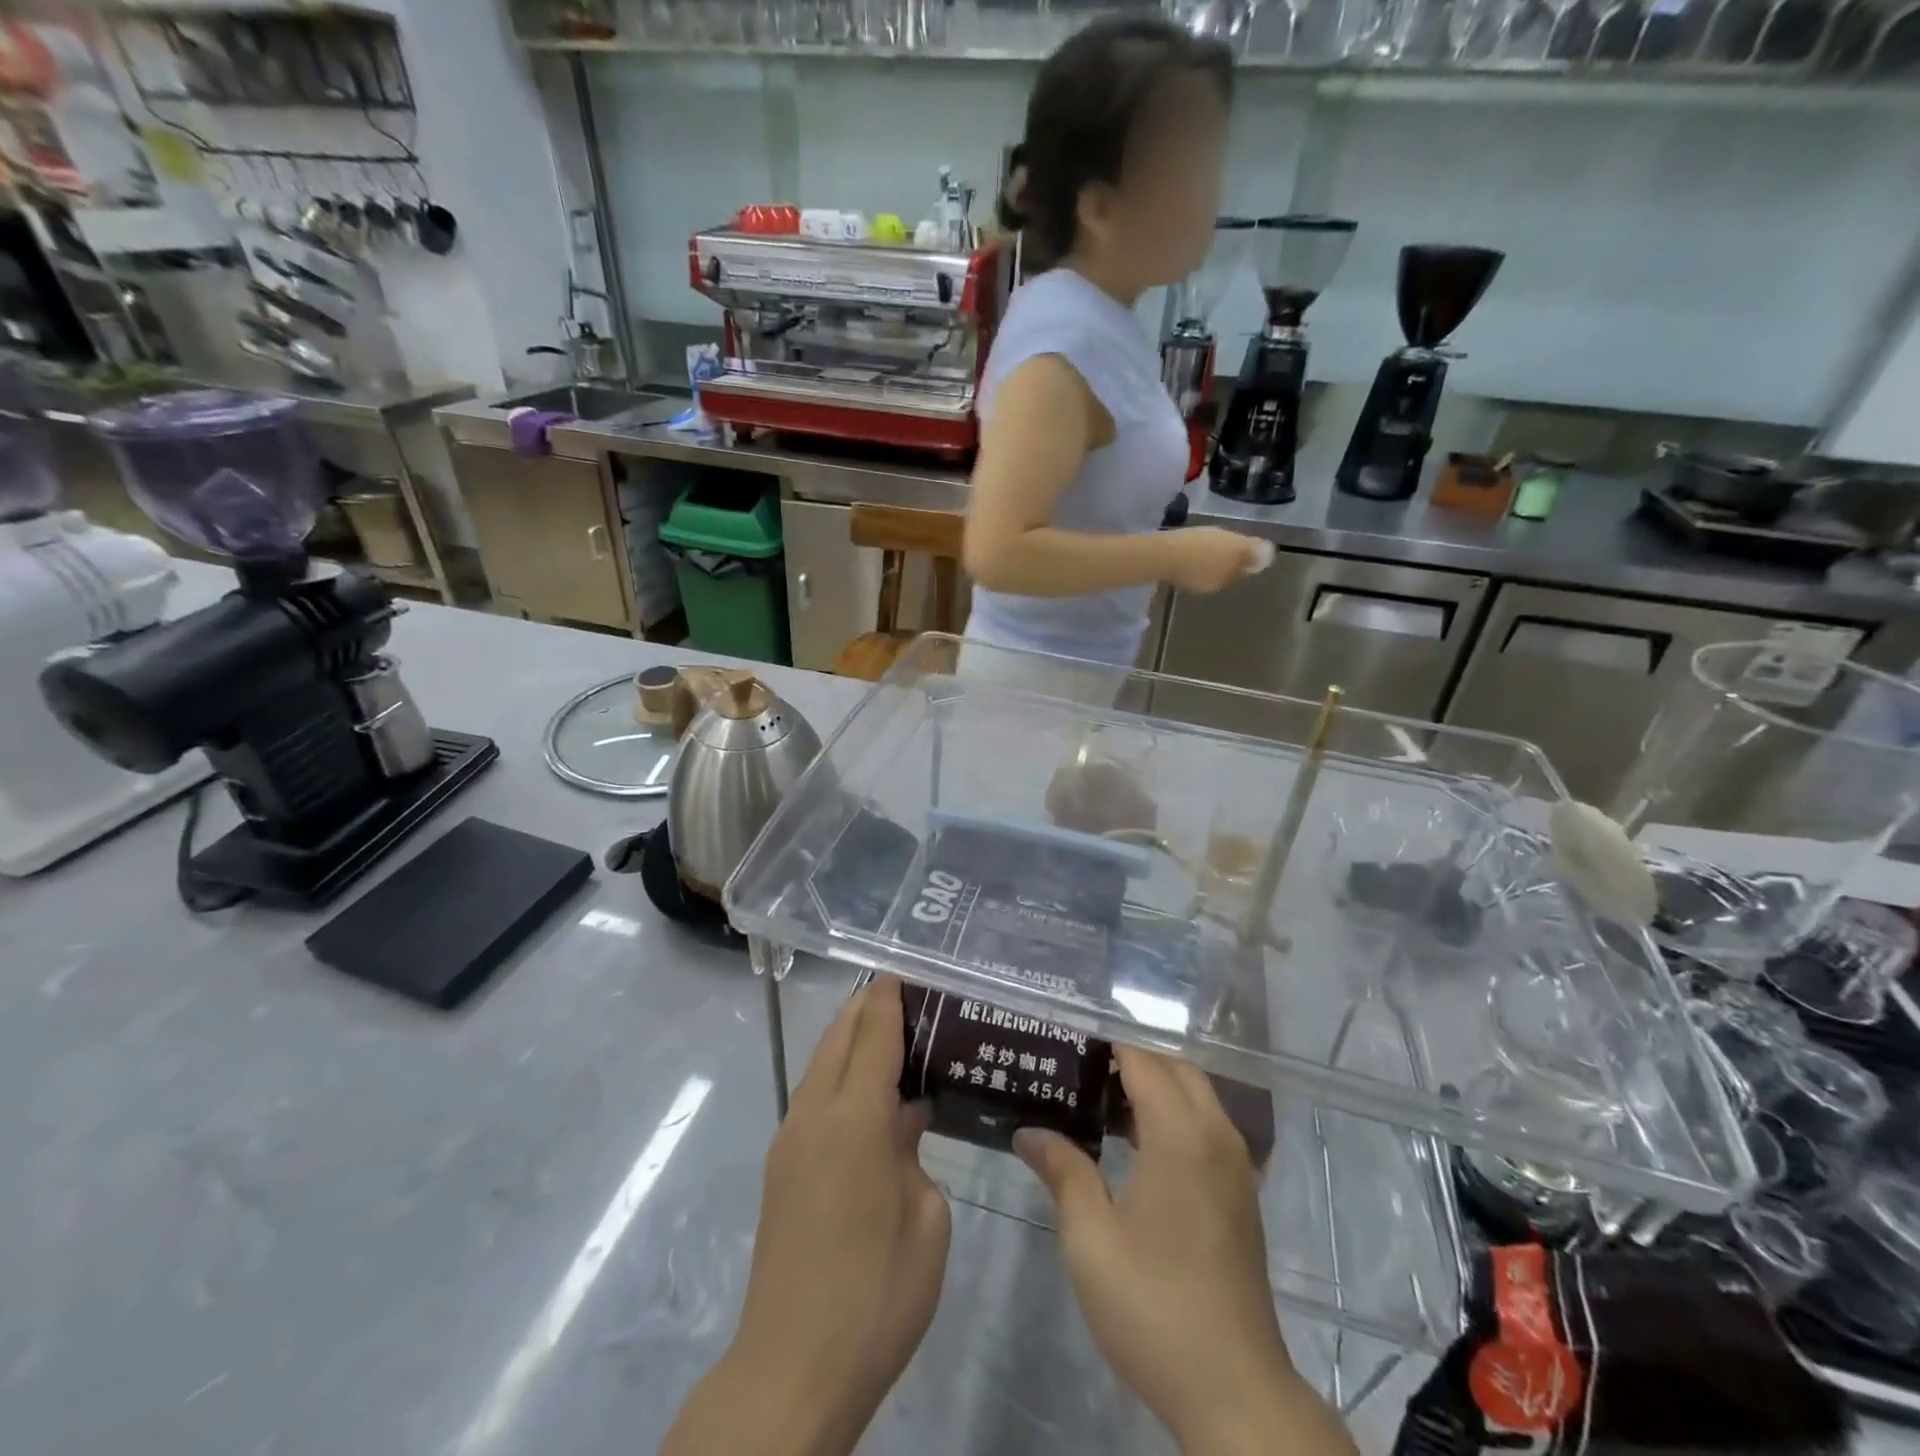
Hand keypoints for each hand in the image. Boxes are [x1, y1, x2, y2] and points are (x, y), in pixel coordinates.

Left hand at [664, 975, 950, 1455]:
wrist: (792, 1368)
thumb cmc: (876, 1295)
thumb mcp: (925, 1220)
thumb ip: (914, 1152)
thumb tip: (902, 1119)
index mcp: (854, 1120)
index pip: (872, 1034)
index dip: (889, 999)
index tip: (906, 972)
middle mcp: (814, 1115)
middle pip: (838, 1037)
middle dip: (867, 1008)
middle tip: (907, 998)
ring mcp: (790, 1140)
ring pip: (820, 1064)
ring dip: (850, 1040)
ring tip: (892, 1037)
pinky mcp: (781, 1166)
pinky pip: (814, 1096)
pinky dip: (840, 1074)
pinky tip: (869, 1096)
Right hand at [1015, 1048, 1355, 1455]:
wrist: (1235, 1391)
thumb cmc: (1154, 1307)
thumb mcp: (1091, 1238)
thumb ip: (1063, 1170)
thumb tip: (1029, 1131)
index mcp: (1181, 1135)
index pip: (1142, 1060)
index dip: (1105, 1043)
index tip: (1064, 1038)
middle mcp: (1216, 1136)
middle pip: (1175, 1067)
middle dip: (1130, 1057)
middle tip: (1077, 1065)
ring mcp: (1235, 1165)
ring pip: (1194, 1095)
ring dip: (1153, 1085)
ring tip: (1097, 1097)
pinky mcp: (1241, 1193)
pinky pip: (1205, 1125)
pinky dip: (1172, 1113)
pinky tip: (1133, 1143)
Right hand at [1160, 527, 1270, 592]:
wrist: (1162, 555)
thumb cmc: (1201, 549)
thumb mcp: (1233, 545)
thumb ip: (1252, 551)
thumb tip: (1269, 556)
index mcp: (1225, 580)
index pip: (1239, 569)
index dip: (1241, 556)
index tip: (1239, 543)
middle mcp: (1209, 587)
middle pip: (1222, 572)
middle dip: (1223, 561)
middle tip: (1221, 542)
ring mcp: (1188, 583)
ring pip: (1203, 571)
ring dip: (1204, 561)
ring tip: (1202, 544)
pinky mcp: (1170, 576)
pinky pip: (1186, 567)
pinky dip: (1188, 560)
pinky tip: (1184, 551)